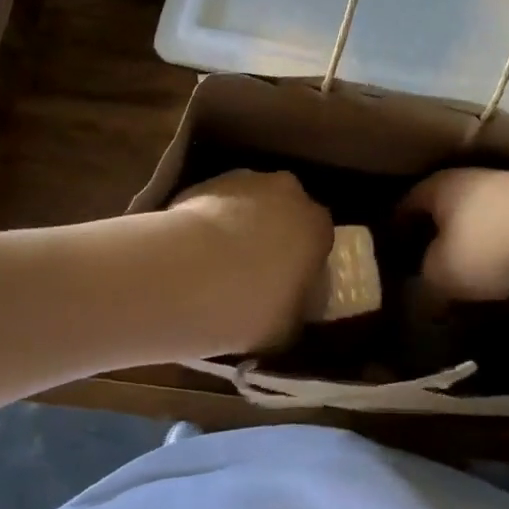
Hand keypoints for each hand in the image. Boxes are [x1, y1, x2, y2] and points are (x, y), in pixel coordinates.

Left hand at [168, 171, 333, 348]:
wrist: (189, 275)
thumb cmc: (251, 306)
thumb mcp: (287, 327)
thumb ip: (295, 311)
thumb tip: (289, 310)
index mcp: (317, 226)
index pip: (318, 240)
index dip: (303, 262)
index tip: (287, 285)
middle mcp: (288, 193)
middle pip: (285, 211)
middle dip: (273, 234)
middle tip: (252, 271)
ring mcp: (246, 181)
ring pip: (250, 203)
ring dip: (240, 224)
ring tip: (216, 262)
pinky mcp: (206, 182)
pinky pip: (216, 203)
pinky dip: (210, 221)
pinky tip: (193, 251)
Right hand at [402, 169, 508, 302]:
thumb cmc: (490, 244)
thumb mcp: (443, 274)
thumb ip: (424, 284)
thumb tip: (420, 294)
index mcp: (439, 185)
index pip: (404, 204)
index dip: (393, 230)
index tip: (386, 256)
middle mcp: (471, 179)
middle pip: (442, 210)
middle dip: (432, 238)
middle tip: (422, 270)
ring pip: (477, 220)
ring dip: (470, 245)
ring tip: (463, 278)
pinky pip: (508, 230)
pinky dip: (501, 250)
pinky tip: (501, 275)